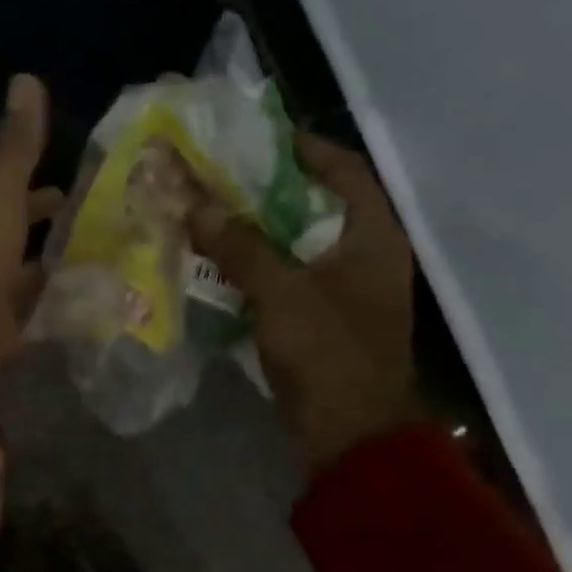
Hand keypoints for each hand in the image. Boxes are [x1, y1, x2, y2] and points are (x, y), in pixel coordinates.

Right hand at [191, 132, 418, 474]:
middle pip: (316, 206)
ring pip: (298, 245)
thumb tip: (197, 207)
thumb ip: (240, 248)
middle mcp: (365, 256)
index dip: (304, 148)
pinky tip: (220, 264)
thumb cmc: (328, 351)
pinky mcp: (324, 320)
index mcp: (373, 237)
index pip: (345, 171)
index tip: (256, 138)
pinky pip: (288, 279)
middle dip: (268, 191)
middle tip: (220, 178)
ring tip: (212, 214)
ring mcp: (346, 291)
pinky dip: (258, 268)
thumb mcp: (282, 292)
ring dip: (257, 231)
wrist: (350, 432)